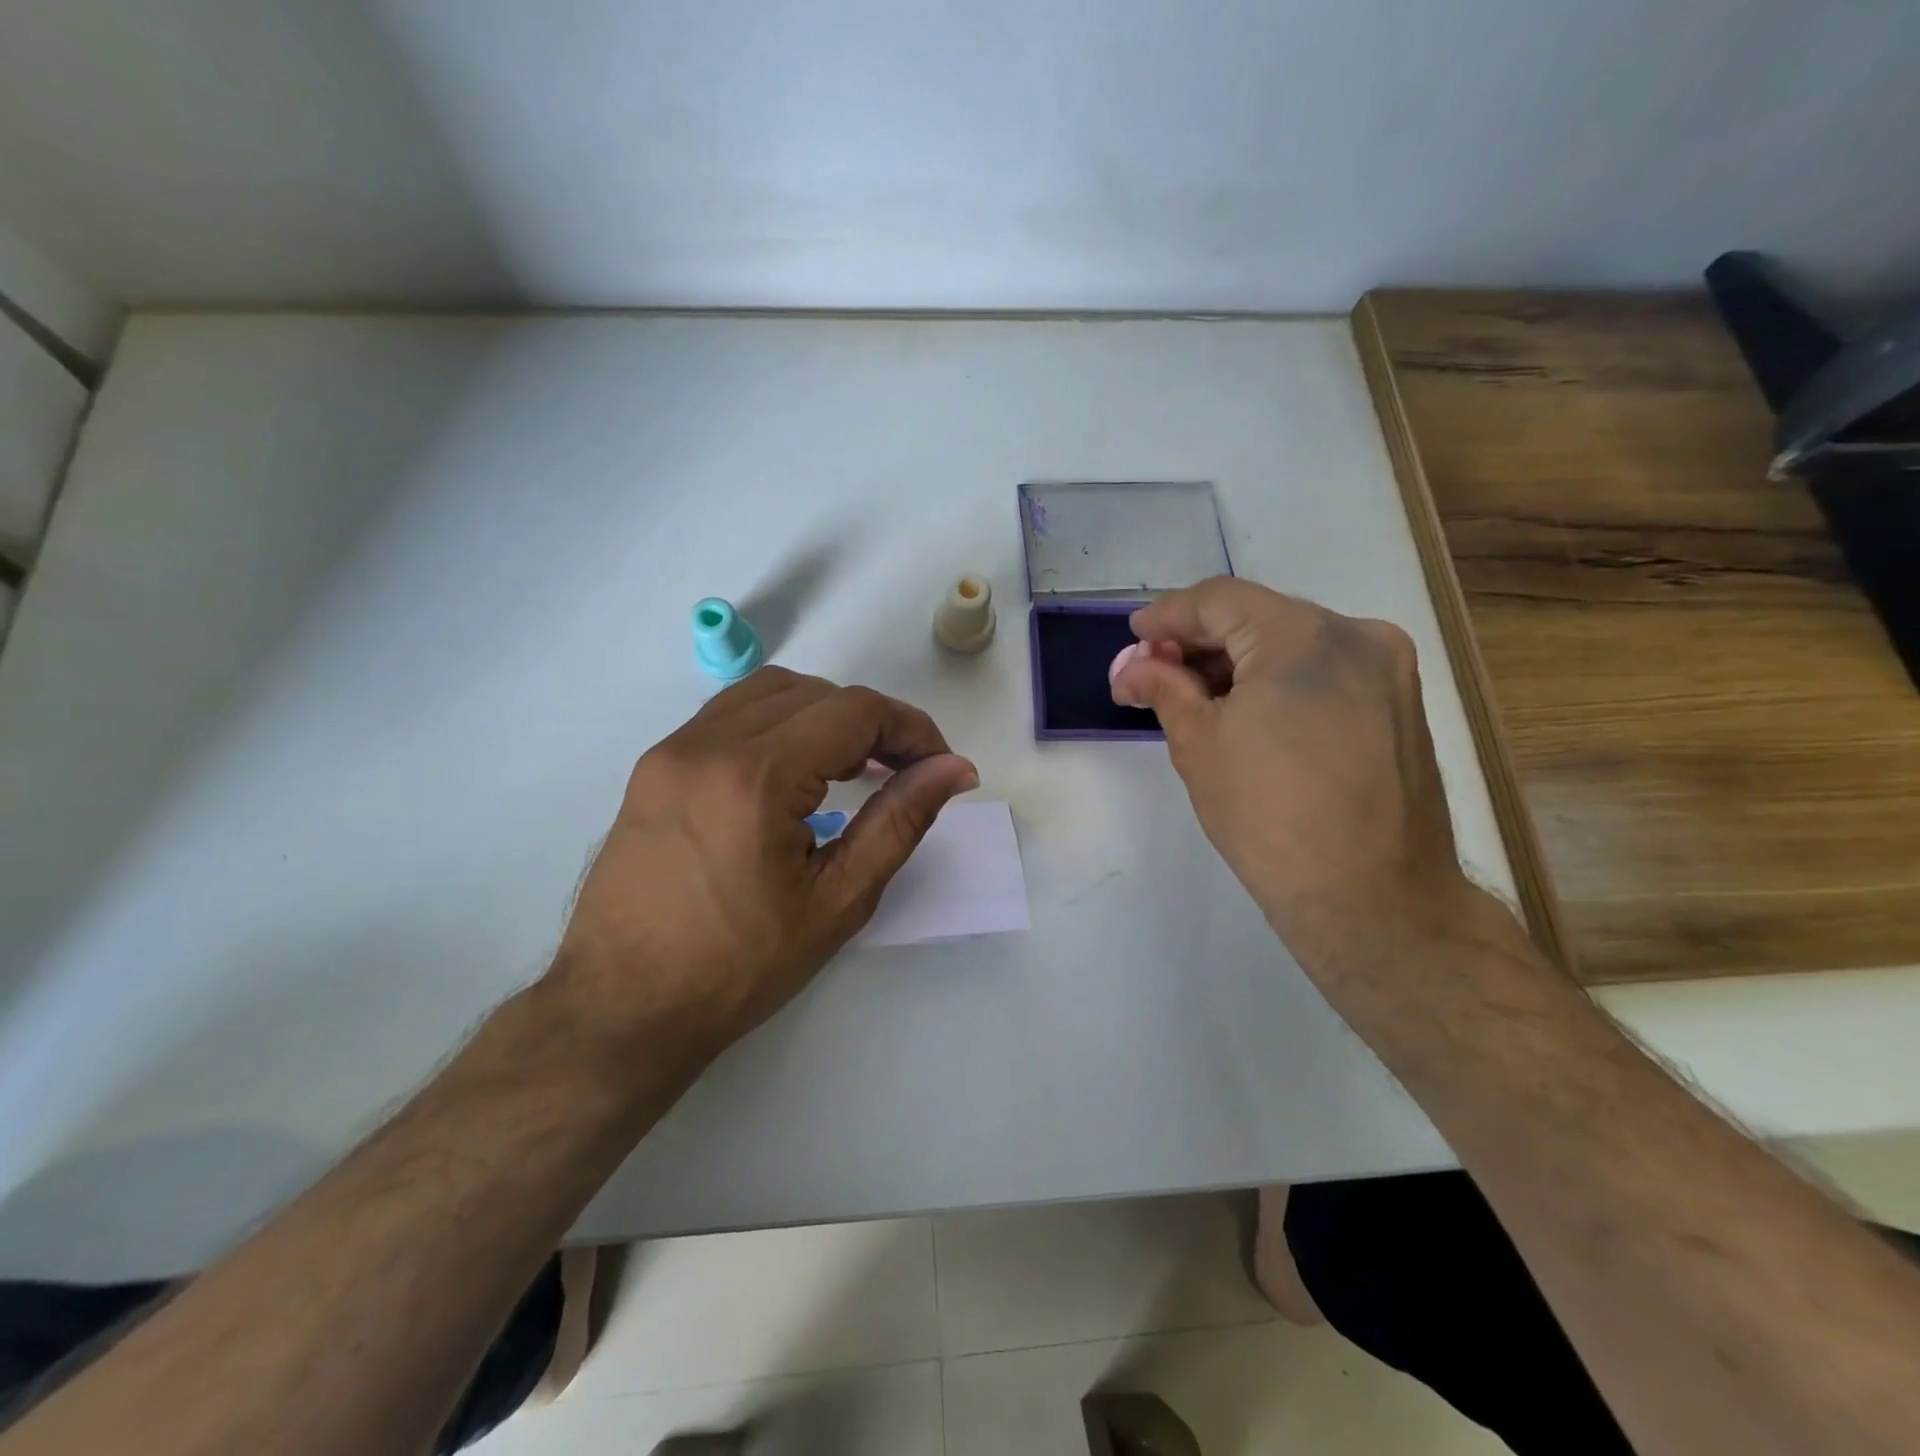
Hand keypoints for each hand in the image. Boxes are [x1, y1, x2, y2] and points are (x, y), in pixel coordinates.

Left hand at [550, 668, 977, 1061]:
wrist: (622, 1008)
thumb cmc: (739, 967)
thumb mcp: (838, 900)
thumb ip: (900, 822)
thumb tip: (953, 770)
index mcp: (756, 777)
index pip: (855, 712)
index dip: (910, 729)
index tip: (938, 767)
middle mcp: (708, 744)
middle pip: (816, 692)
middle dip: (873, 723)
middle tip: (902, 772)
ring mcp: (672, 750)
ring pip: (770, 692)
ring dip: (825, 715)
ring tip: (853, 765)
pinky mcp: (654, 766)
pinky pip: (730, 714)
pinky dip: (779, 723)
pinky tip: (795, 769)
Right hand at [1109, 577, 1476, 972]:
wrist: (1372, 898)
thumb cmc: (1270, 818)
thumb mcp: (1199, 746)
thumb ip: (1164, 688)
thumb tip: (1132, 667)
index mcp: (1303, 636)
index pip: (1219, 600)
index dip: (1167, 616)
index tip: (1133, 639)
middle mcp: (1356, 634)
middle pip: (1258, 616)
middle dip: (1199, 642)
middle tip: (1152, 673)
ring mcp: (1387, 668)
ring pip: (1292, 642)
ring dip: (1237, 662)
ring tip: (1191, 697)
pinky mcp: (1400, 702)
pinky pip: (1323, 670)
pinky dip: (1277, 680)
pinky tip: (1244, 711)